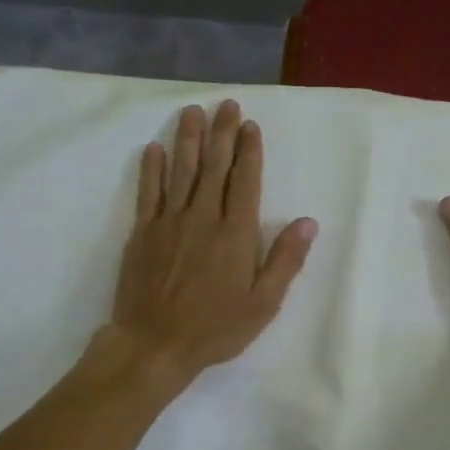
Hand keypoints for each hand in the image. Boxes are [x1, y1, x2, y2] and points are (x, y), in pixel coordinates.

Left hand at [108, 100, 316, 386]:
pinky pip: (148, 192)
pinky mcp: (142, 233)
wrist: (154, 344)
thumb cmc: (215, 329)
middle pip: (214, 167)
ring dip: (188, 139)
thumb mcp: (263, 303)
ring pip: (181, 171)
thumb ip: (285, 260)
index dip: (249, 151)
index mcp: (235, 234)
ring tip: (193, 112)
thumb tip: (307, 222)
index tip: (250, 126)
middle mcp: (203, 218)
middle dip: (222, 134)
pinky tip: (155, 149)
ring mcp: (169, 222)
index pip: (245, 181)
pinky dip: (152, 168)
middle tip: (226, 105)